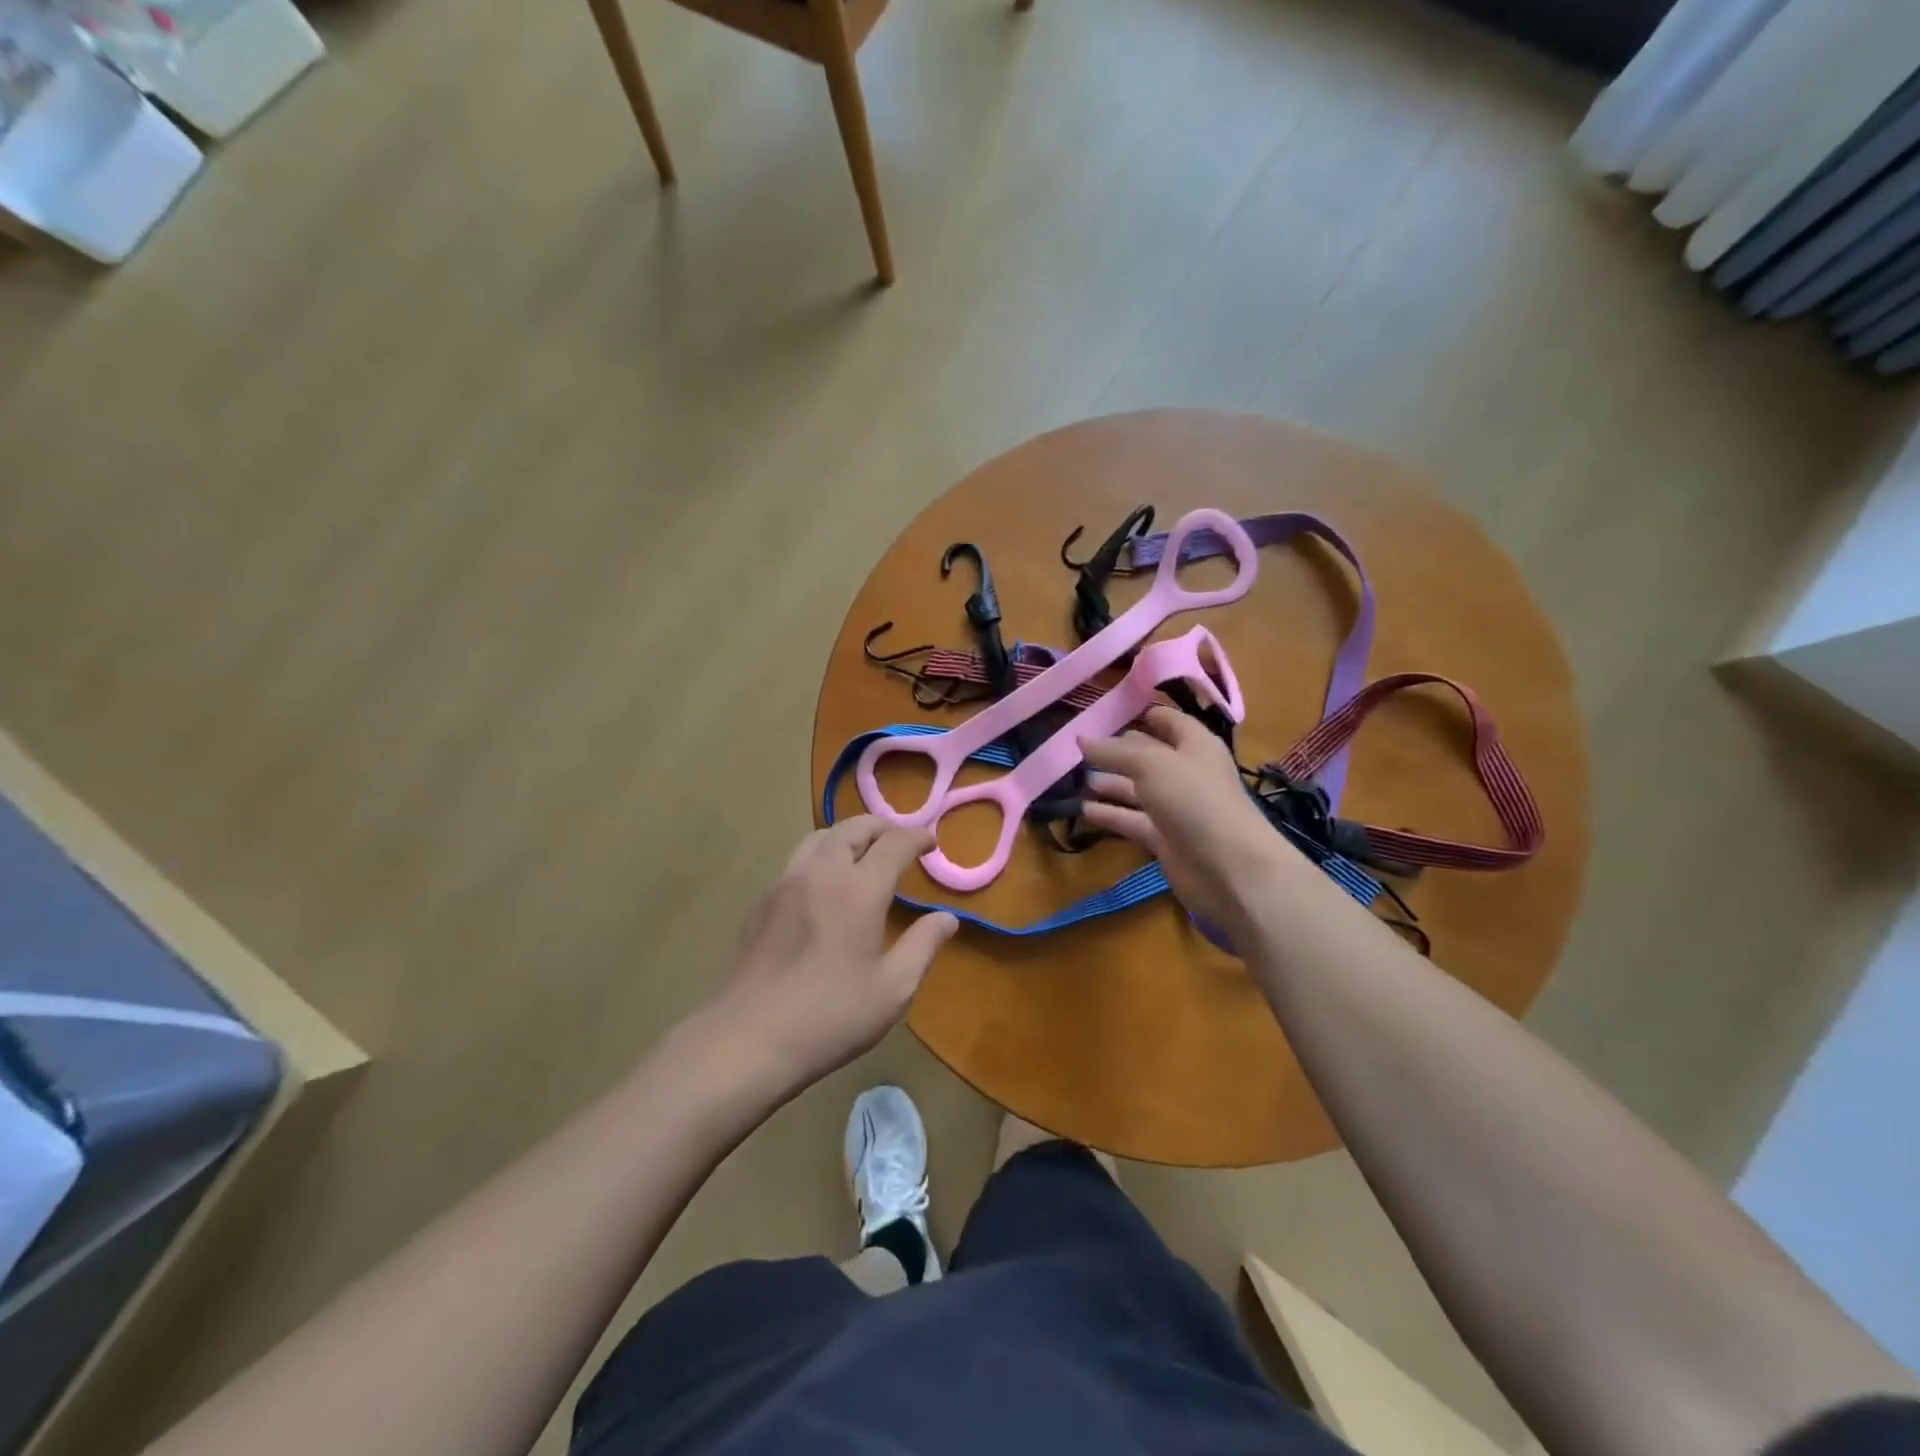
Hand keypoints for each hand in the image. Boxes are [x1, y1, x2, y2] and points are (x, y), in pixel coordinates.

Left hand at [711, 817, 957, 1092]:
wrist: (748, 1039)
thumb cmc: (831, 1017)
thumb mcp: (893, 989)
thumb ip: (923, 945)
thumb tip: (947, 918)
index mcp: (858, 889)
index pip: (894, 842)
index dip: (917, 837)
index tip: (931, 843)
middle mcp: (821, 873)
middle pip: (852, 828)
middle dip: (881, 827)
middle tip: (899, 840)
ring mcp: (785, 884)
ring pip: (819, 838)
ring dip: (847, 836)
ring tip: (862, 854)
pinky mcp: (761, 902)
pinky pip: (796, 862)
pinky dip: (820, 858)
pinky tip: (824, 888)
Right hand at [1081, 706, 1297, 929]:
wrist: (1228, 867)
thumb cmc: (1194, 799)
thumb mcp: (1150, 764)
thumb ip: (1113, 751)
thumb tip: (1081, 739)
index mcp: (1194, 744)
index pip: (1166, 720)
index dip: (1139, 712)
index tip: (1102, 711)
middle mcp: (1185, 771)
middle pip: (1146, 754)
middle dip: (1115, 750)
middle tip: (1077, 747)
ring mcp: (1175, 806)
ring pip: (1136, 788)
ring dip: (1109, 783)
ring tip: (1075, 778)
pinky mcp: (1164, 838)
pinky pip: (1132, 820)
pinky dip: (1110, 814)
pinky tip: (1082, 810)